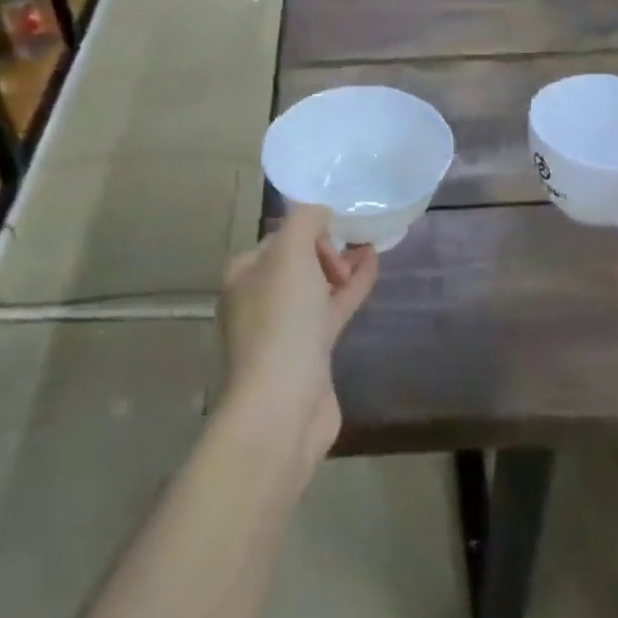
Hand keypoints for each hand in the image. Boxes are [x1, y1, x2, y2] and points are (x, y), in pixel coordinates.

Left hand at [219, 203, 378, 473]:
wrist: (283, 404)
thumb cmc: (282, 320)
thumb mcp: (291, 252)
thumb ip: (306, 219)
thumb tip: (320, 213)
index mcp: (244, 274)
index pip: (279, 238)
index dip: (309, 231)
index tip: (333, 235)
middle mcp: (258, 299)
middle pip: (298, 261)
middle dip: (326, 249)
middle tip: (349, 252)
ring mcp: (284, 329)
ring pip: (316, 286)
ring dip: (342, 266)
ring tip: (370, 247)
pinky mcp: (309, 353)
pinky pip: (331, 309)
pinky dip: (351, 289)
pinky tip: (372, 269)